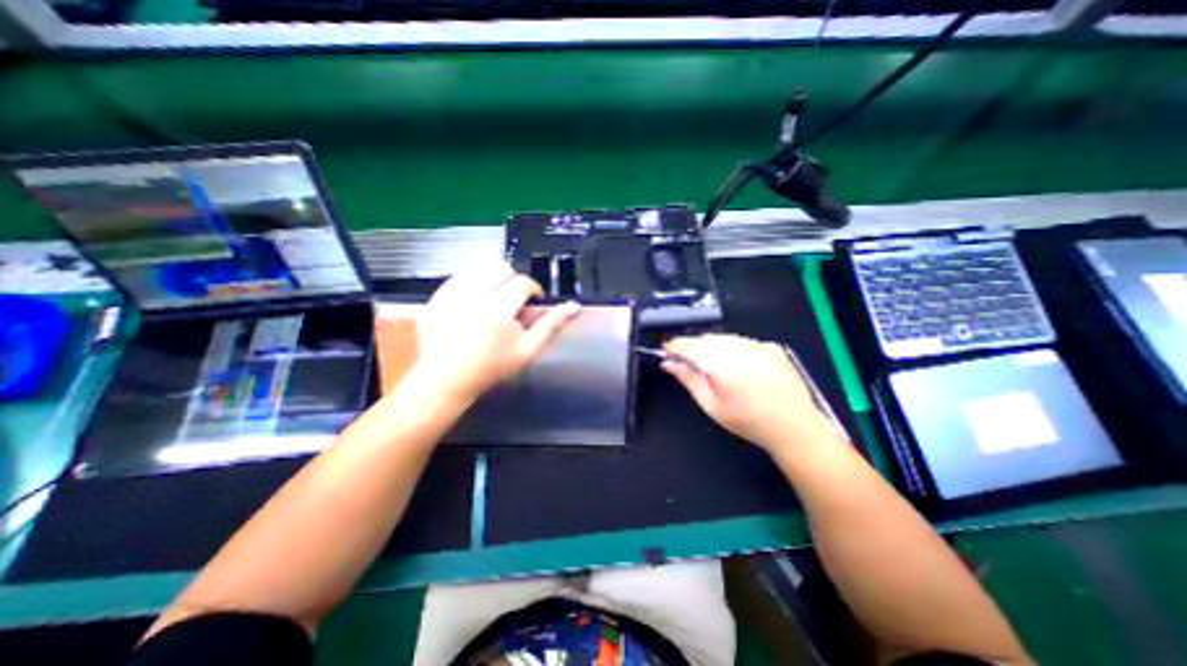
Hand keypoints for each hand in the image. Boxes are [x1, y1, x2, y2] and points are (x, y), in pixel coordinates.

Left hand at [411, 263, 581, 402]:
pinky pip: (459, 276)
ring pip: (478, 267)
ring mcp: (449, 296)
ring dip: (492, 278)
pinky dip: (472, 283)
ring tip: (494, 298)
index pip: (522, 282)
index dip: (532, 289)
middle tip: (513, 300)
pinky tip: (474, 302)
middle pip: (499, 267)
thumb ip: (552, 325)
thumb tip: (575, 306)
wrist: (446, 380)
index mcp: (497, 311)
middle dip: (512, 279)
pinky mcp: (435, 297)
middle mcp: (471, 297)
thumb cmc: (492, 368)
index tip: (532, 300)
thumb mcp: (528, 350)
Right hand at [667, 334, 833, 452]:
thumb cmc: (746, 420)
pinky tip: (738, 367)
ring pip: (723, 338)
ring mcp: (757, 344)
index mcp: (721, 363)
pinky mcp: (770, 346)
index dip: (674, 347)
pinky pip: (742, 341)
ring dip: (712, 347)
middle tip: (688, 364)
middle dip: (693, 348)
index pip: (688, 345)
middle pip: (705, 339)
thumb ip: (688, 379)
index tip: (665, 353)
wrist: (794, 426)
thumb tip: (668, 363)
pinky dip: (732, 349)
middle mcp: (738, 347)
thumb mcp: (710, 404)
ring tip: (714, 368)